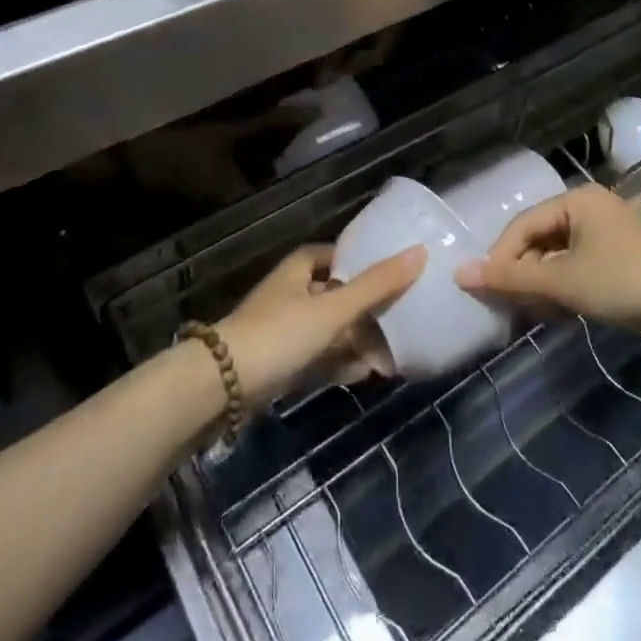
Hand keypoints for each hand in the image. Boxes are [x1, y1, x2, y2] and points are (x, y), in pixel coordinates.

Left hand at [218, 244, 424, 406]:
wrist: (220, 388)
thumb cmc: (279, 334)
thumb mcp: (333, 308)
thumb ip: (376, 285)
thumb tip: (420, 251)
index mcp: (299, 269)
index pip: (337, 255)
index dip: (363, 262)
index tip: (394, 273)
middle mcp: (291, 293)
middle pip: (336, 294)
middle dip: (367, 308)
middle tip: (403, 318)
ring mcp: (283, 331)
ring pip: (330, 329)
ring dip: (358, 340)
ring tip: (395, 351)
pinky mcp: (279, 364)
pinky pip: (319, 358)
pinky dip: (341, 363)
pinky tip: (367, 374)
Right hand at [454, 184, 640, 333]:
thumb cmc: (622, 282)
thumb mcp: (562, 282)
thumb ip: (512, 278)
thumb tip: (460, 274)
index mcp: (576, 200)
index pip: (523, 225)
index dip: (501, 257)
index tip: (486, 291)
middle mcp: (590, 209)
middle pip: (540, 240)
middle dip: (525, 275)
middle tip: (512, 308)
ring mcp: (608, 234)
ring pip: (559, 258)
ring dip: (544, 286)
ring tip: (538, 315)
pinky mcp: (621, 260)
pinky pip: (578, 268)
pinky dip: (565, 290)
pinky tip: (563, 315)